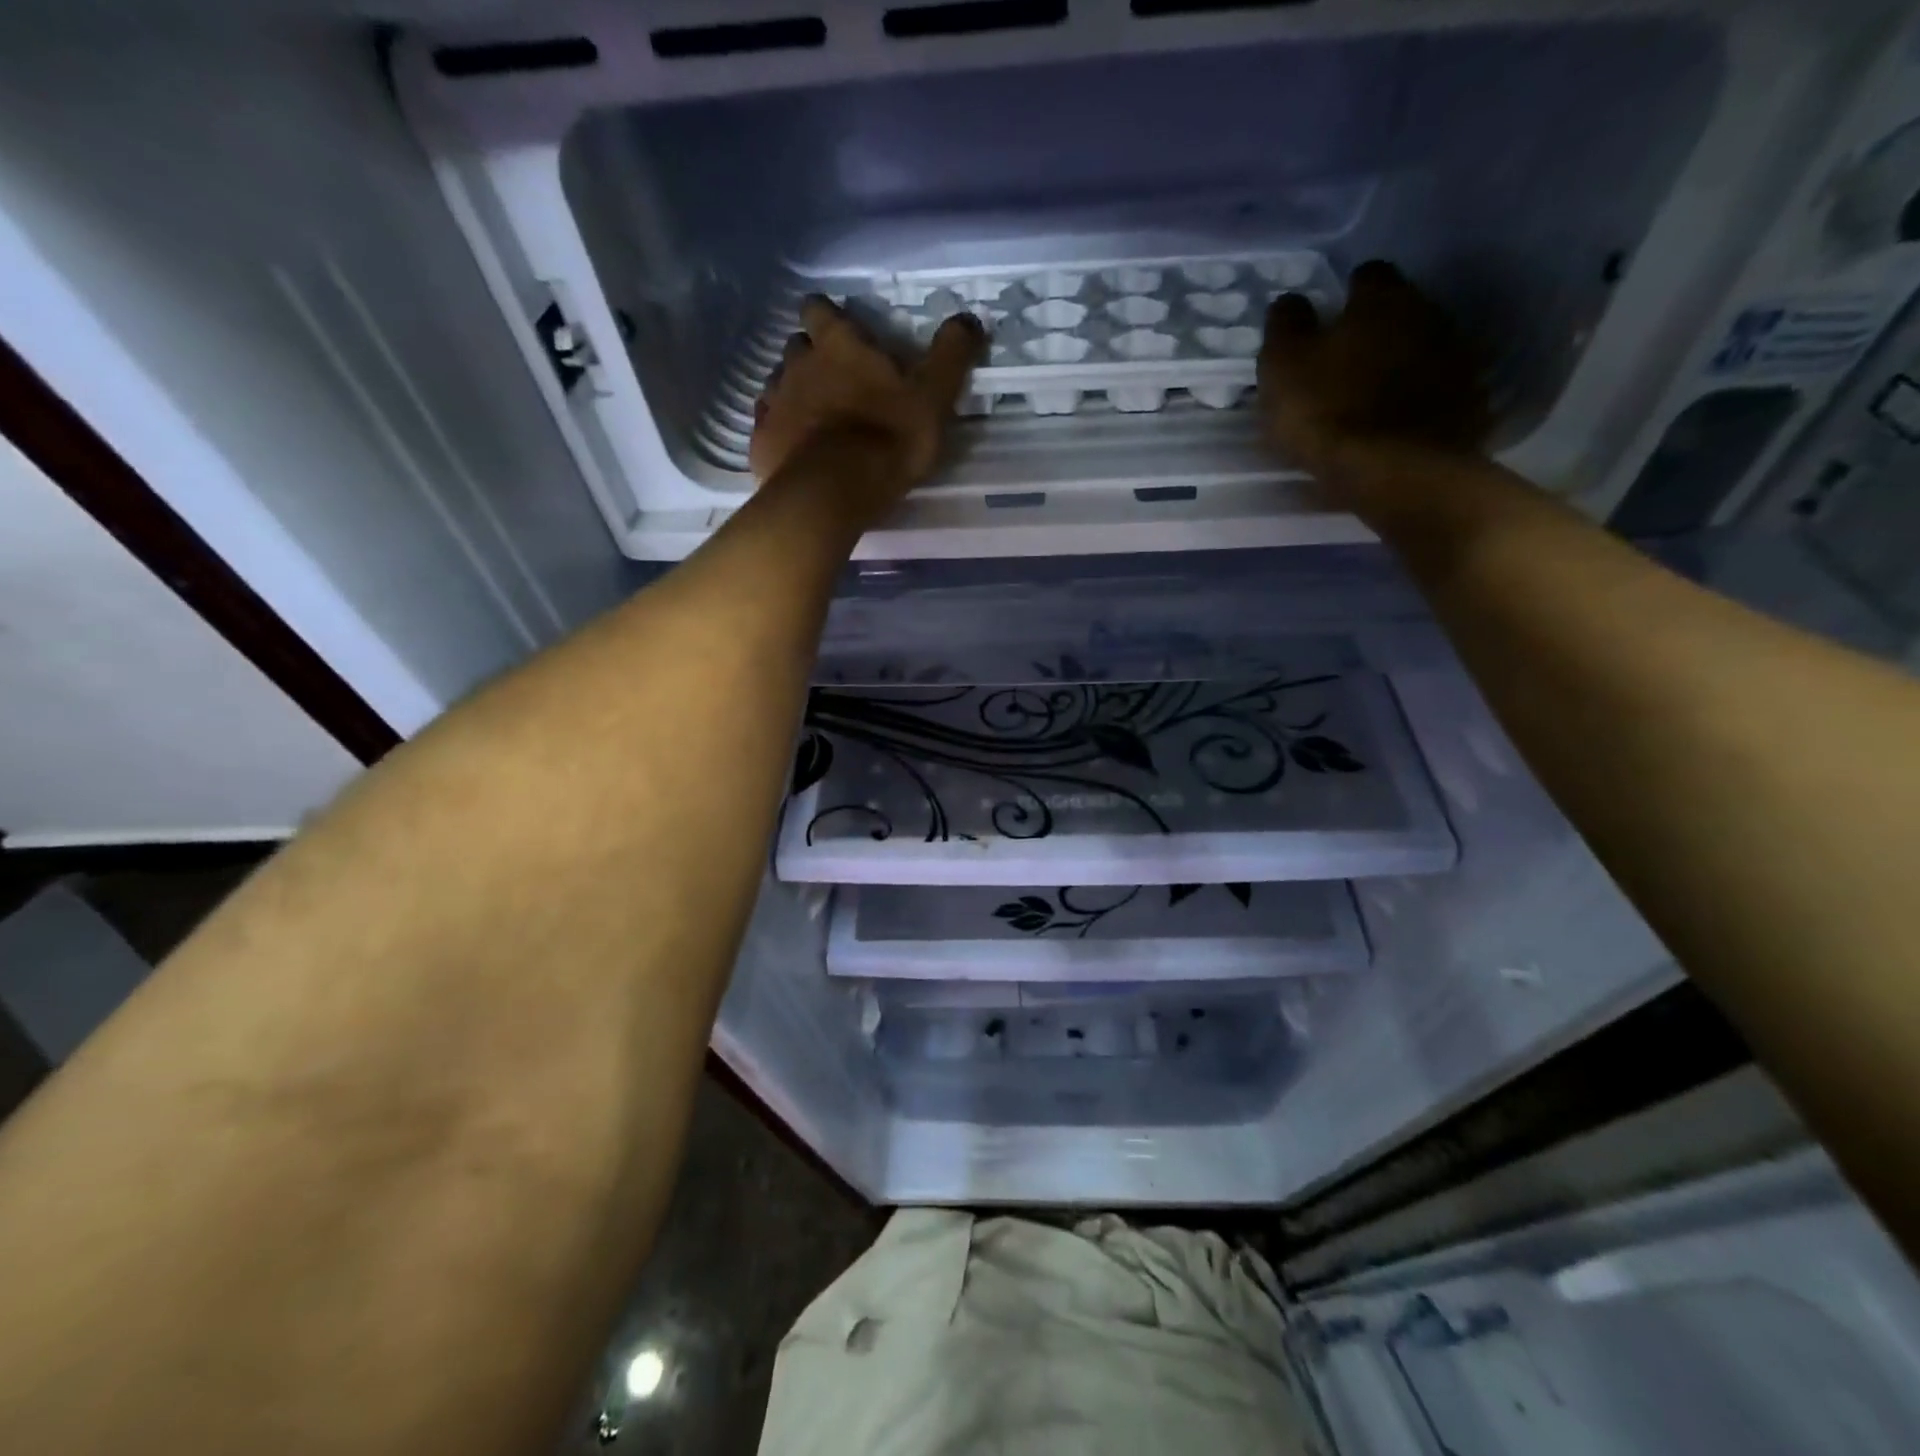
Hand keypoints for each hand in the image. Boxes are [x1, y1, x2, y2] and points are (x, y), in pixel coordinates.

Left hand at [751, 295, 985, 506]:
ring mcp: (774, 402)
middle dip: (812, 357)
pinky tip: (796, 448)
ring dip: (795, 393)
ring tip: (816, 419)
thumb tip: (969, 318)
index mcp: (837, 345)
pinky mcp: (761, 441)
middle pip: (797, 347)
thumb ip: (951, 355)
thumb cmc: (887, 438)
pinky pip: (768, 426)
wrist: (833, 493)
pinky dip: (780, 430)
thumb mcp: (933, 396)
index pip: (820, 309)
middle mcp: (797, 364)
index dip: (828, 317)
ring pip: (779, 383)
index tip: (841, 333)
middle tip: (836, 381)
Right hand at [1258, 261, 1488, 482]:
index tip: (1329, 322)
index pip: (1367, 276)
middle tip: (1348, 363)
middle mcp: (1428, 313)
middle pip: (1401, 311)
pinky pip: (1440, 390)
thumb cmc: (1327, 412)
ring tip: (1371, 399)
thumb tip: (1290, 300)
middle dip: (1377, 330)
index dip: (1346, 297)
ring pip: (1423, 348)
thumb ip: (1286, 327)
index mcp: (1381, 300)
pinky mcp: (1469, 401)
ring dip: (1400, 365)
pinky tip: (1398, 424)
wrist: (1396, 471)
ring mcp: (1456, 357)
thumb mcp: (1283, 368)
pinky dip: (1420, 400)